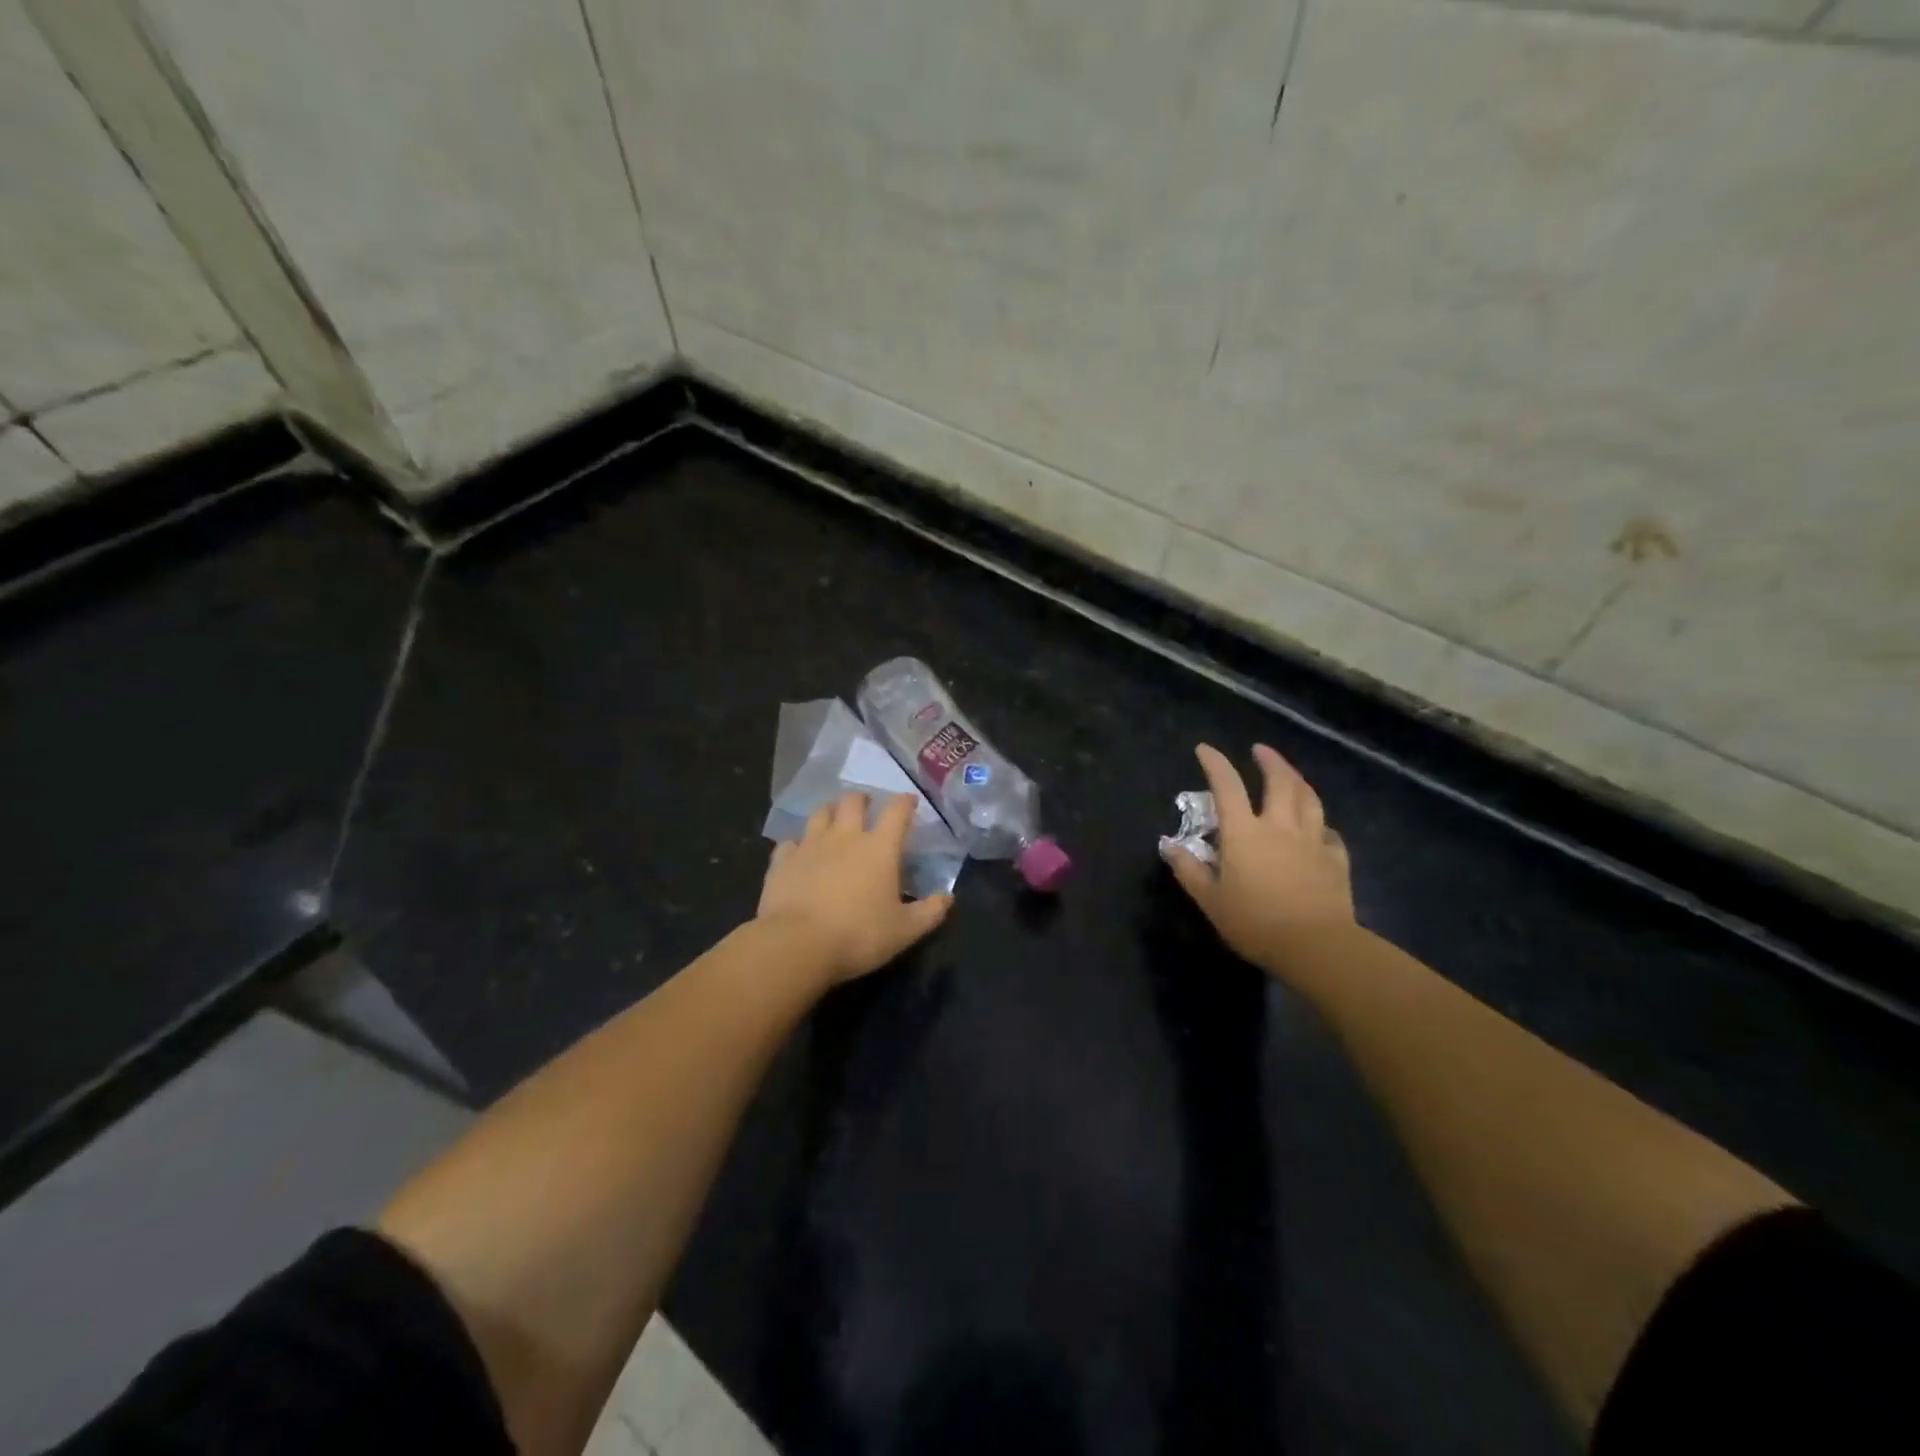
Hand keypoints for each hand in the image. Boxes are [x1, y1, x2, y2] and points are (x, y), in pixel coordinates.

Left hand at [757, 791, 953, 984]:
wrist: (797, 945)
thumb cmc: (859, 935)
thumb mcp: (905, 931)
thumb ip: (930, 912)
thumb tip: (948, 897)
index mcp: (879, 848)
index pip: (897, 812)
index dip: (905, 803)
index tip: (909, 802)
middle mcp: (845, 837)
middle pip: (853, 802)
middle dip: (862, 800)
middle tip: (866, 806)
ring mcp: (810, 846)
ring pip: (819, 813)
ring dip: (830, 811)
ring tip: (833, 818)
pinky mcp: (782, 861)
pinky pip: (789, 843)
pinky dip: (797, 844)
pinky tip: (799, 852)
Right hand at [1162, 743, 1354, 968]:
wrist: (1316, 946)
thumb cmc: (1255, 923)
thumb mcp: (1210, 900)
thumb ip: (1189, 870)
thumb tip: (1169, 846)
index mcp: (1244, 833)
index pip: (1227, 786)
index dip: (1215, 763)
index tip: (1204, 749)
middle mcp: (1280, 826)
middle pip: (1279, 781)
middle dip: (1269, 760)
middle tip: (1260, 750)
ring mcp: (1312, 840)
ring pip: (1309, 798)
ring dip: (1298, 780)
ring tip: (1290, 776)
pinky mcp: (1335, 859)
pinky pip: (1328, 832)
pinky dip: (1320, 824)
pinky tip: (1318, 829)